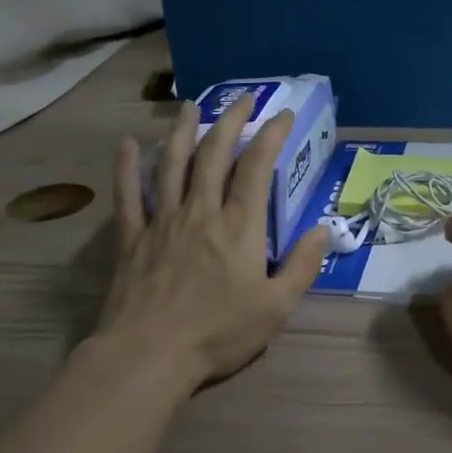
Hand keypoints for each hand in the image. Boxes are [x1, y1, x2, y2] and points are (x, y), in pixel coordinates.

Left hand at [97, 94, 329, 389]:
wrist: (149, 355)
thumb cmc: (218, 333)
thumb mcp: (276, 307)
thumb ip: (302, 266)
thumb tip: (324, 230)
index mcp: (239, 227)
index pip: (256, 168)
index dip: (271, 136)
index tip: (282, 115)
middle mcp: (201, 212)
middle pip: (214, 155)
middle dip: (230, 121)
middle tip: (242, 98)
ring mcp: (162, 221)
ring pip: (173, 165)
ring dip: (183, 131)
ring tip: (190, 105)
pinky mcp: (132, 238)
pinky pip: (128, 195)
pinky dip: (128, 167)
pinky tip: (129, 145)